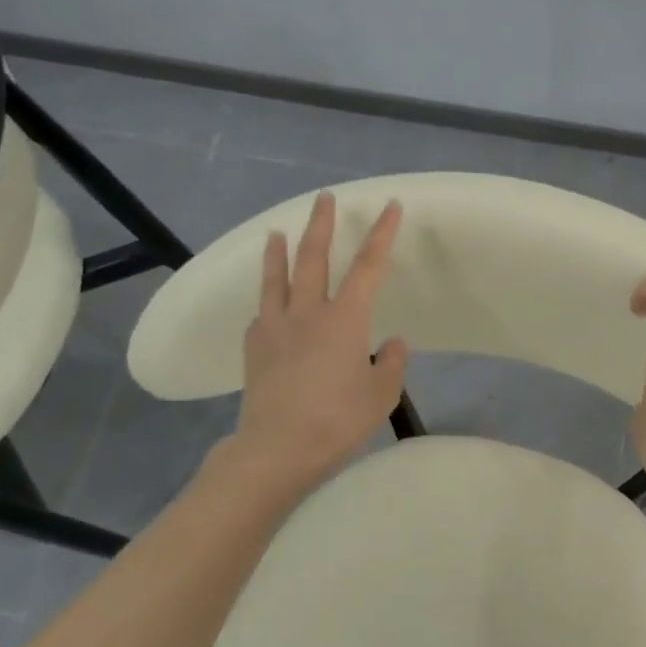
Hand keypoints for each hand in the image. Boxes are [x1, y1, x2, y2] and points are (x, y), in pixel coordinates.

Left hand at [227, 192, 408, 494]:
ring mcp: (274, 327)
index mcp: (345, 319)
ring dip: (279, 251)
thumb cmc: (338, 420)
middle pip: (314, 258)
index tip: (389, 206)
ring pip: (277, 278)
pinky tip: (268, 307)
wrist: (278, 448)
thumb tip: (392, 343)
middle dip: (322, 225)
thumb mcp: (382, 395)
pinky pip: (261, 314)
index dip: (382, 234)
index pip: (369, 266)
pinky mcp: (254, 348)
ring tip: (276, 232)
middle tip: (323, 198)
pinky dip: (268, 302)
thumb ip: (392, 364)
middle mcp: (308, 313)